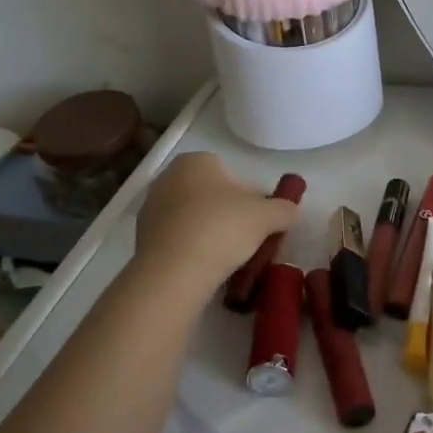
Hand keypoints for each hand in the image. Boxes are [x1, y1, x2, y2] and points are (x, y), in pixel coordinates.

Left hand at [133, 153, 300, 288]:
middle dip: (229, 214)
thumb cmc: (222, 228)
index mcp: (196, 161)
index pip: (231, 174)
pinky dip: (192, 249)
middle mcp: (168, 177)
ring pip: (193, 217)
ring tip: (228, 258)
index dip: (250, 197)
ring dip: (210, 232)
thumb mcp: (267, 216)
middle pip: (211, 195)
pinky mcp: (141, 238)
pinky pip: (177, 239)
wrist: (174, 272)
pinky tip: (205, 268)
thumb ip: (284, 209)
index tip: (260, 220)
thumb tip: (292, 210)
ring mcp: (151, 208)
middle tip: (248, 239)